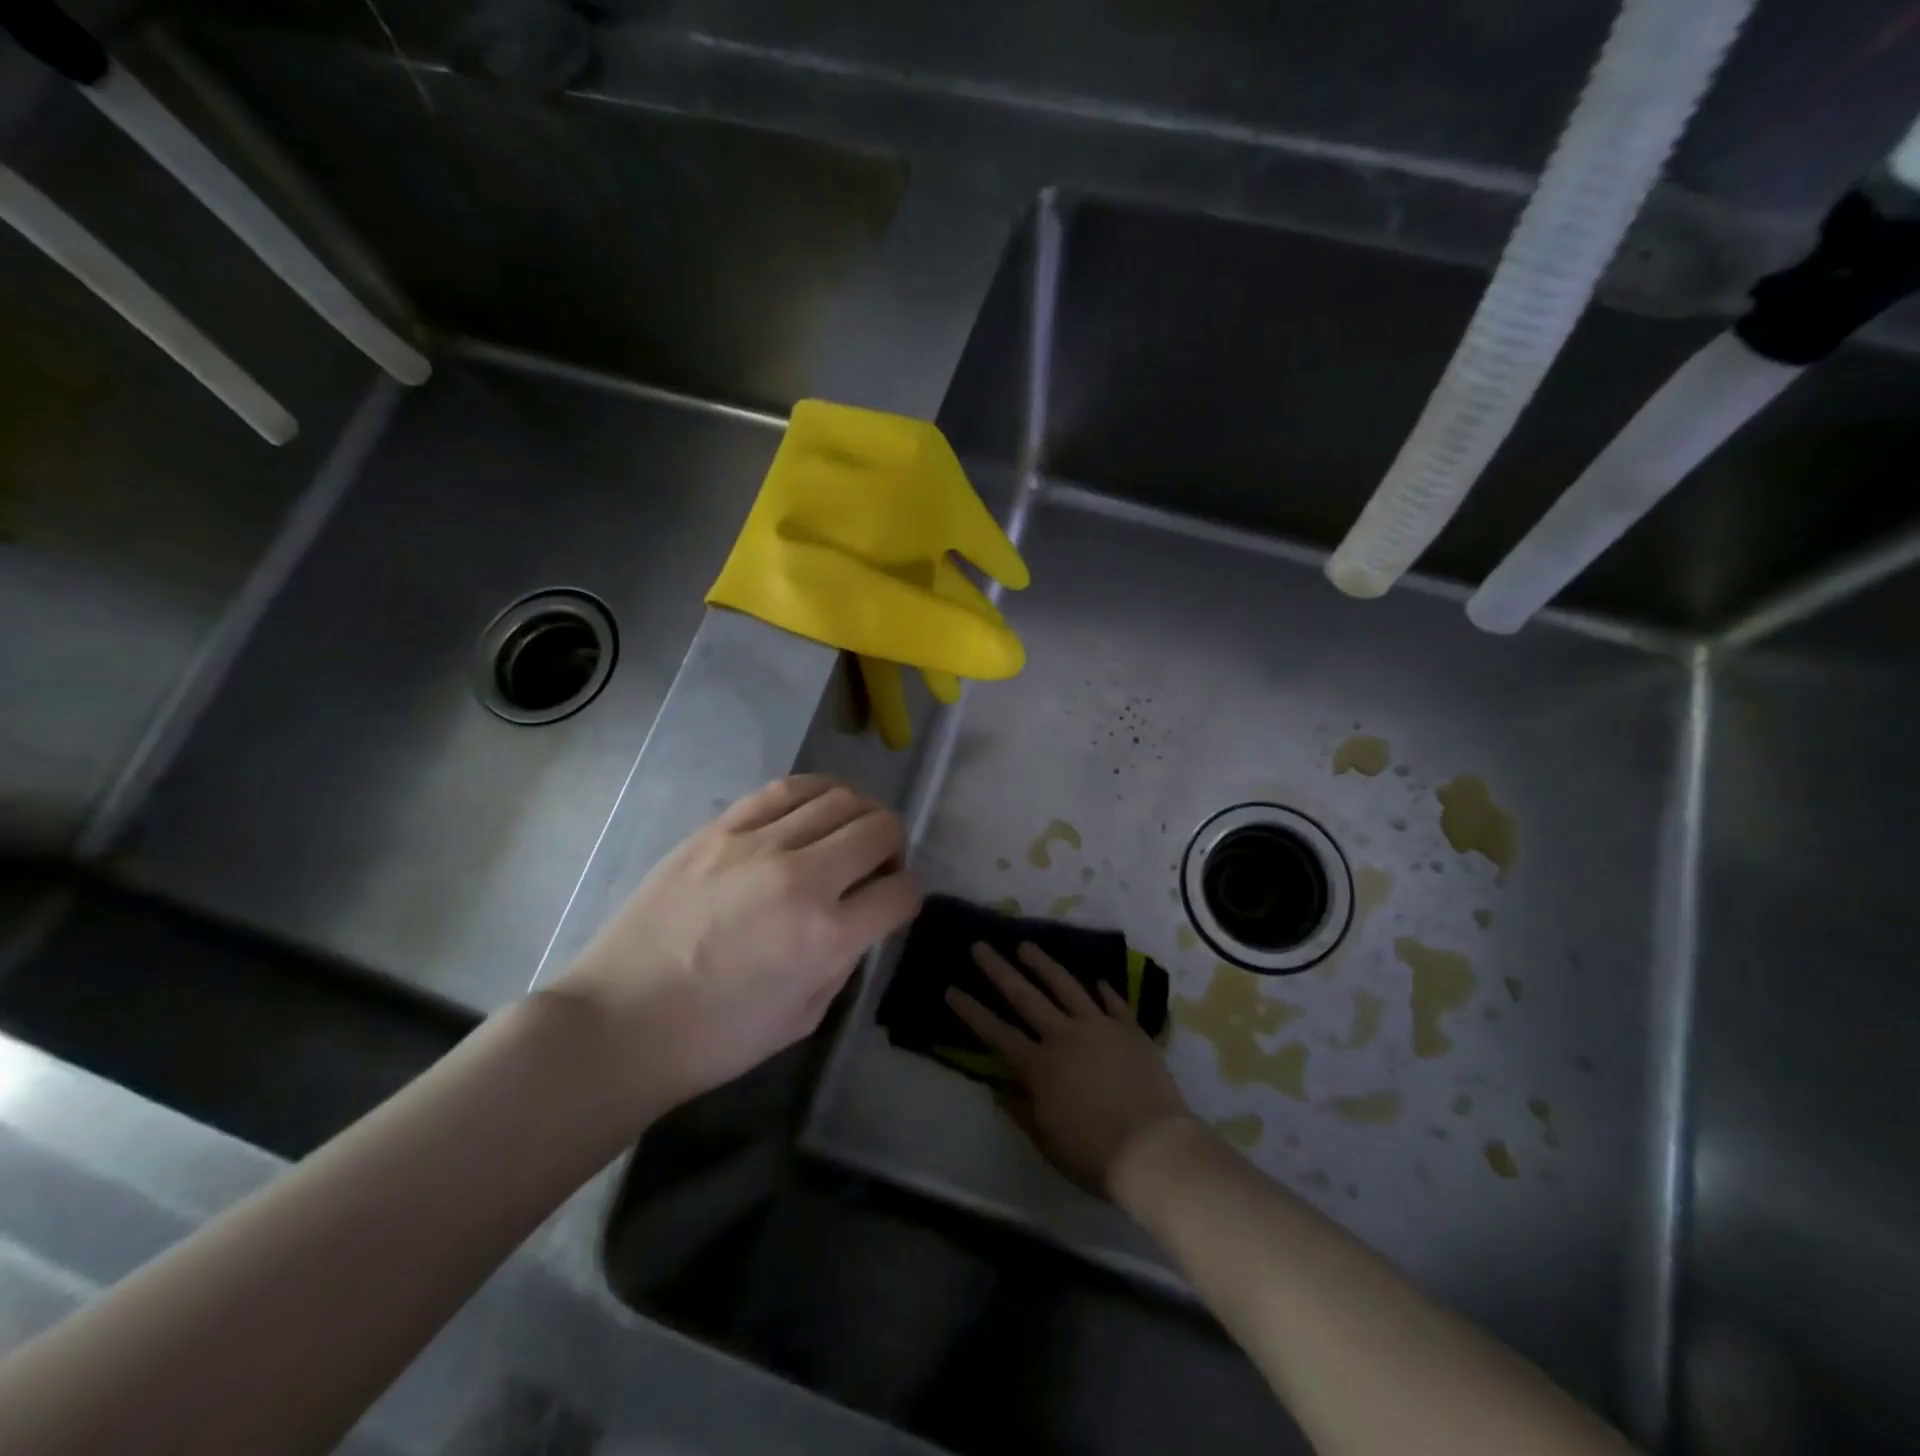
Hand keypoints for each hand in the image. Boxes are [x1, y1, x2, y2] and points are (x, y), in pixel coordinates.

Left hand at [551, 775, 921, 1123]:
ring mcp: (758, 843)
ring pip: (839, 797)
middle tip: (878, 864)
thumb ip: (844, 959)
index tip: (895, 901)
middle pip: (880, 828)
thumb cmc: (715, 1037)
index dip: (909, 895)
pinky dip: (816, 792)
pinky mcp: (720, 828)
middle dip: (894, 846)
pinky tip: (815, 808)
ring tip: (849, 831)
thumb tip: (859, 917)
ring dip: (860, 812)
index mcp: (828, 936)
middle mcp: (803, 877)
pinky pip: (785, 788)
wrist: (620, 1020)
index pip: (901, 892)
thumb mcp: (804, 1016)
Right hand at [946, 941, 1191, 1196]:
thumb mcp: (1047, 1140)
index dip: (972, 1011)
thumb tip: (1002, 1088)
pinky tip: (1095, 978)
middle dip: (998, 970)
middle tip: (980, 946)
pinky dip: (1103, 989)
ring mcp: (1099, 1027)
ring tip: (1025, 944)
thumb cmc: (1093, 1153)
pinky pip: (1113, 1002)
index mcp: (1039, 1066)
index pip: (996, 1033)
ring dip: (1043, 964)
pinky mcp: (1130, 1029)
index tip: (952, 989)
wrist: (1153, 1148)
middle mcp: (1064, 1036)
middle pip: (1025, 996)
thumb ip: (1022, 1110)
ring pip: (1066, 986)